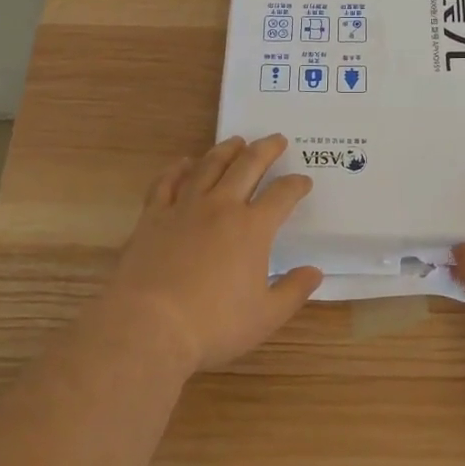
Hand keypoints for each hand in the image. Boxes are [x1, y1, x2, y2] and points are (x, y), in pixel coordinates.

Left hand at [100, 135, 321, 373]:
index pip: (282, 195)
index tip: (304, 181)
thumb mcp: (265, 317)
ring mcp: (185, 207)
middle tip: (276, 139)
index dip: (296, 185)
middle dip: (266, 150)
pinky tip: (183, 163)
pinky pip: (167, 183)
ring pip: (208, 166)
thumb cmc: (213, 325)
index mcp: (252, 228)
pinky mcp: (153, 216)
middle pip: (247, 166)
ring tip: (236, 141)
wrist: (149, 326)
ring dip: (225, 150)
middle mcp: (221, 207)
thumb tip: (315, 271)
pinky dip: (177, 169)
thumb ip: (294, 291)